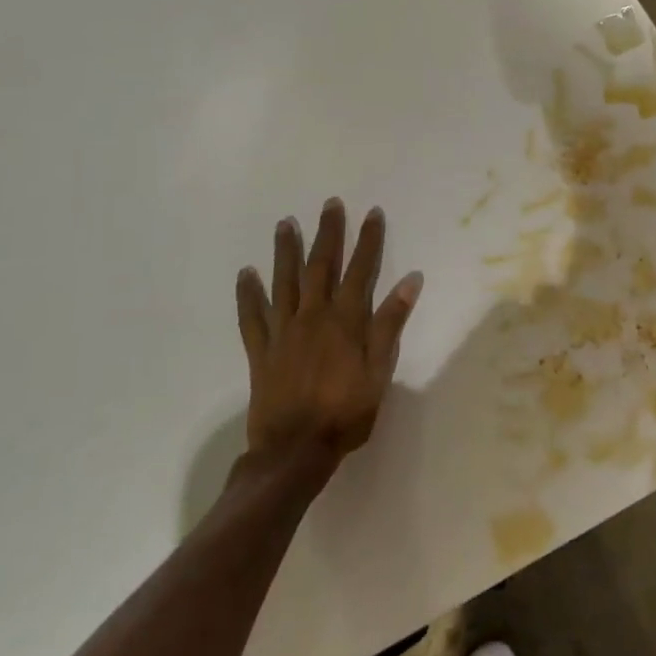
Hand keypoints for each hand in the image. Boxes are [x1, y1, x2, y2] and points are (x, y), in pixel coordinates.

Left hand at [235, 199, 422, 470]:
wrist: (295, 450)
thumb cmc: (346, 412)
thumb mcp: (380, 371)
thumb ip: (391, 324)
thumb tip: (411, 280)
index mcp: (345, 321)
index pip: (360, 270)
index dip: (368, 240)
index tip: (372, 213)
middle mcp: (313, 316)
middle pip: (320, 266)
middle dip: (328, 233)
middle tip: (330, 204)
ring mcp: (283, 332)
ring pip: (284, 282)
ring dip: (285, 251)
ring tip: (285, 224)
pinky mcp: (261, 350)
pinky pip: (252, 316)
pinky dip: (248, 294)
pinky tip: (245, 274)